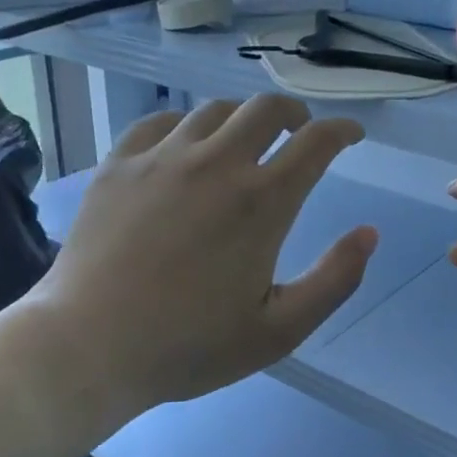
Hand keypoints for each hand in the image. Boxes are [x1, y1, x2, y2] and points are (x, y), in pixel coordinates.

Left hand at [23, 96, 377, 415]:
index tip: (351, 135)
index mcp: (261, 201)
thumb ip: (334, 280)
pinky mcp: (119, 164)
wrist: (87, 347)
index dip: (342, 131)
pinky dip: (184, 125)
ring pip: (214, 110)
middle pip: (266, 109)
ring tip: (243, 140)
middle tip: (299, 131)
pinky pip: (158, 121)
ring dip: (242, 119)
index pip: (316, 142)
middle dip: (294, 113)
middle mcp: (216, 163)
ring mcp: (162, 158)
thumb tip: (369, 234)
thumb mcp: (279, 330)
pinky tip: (183, 145)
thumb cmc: (189, 345)